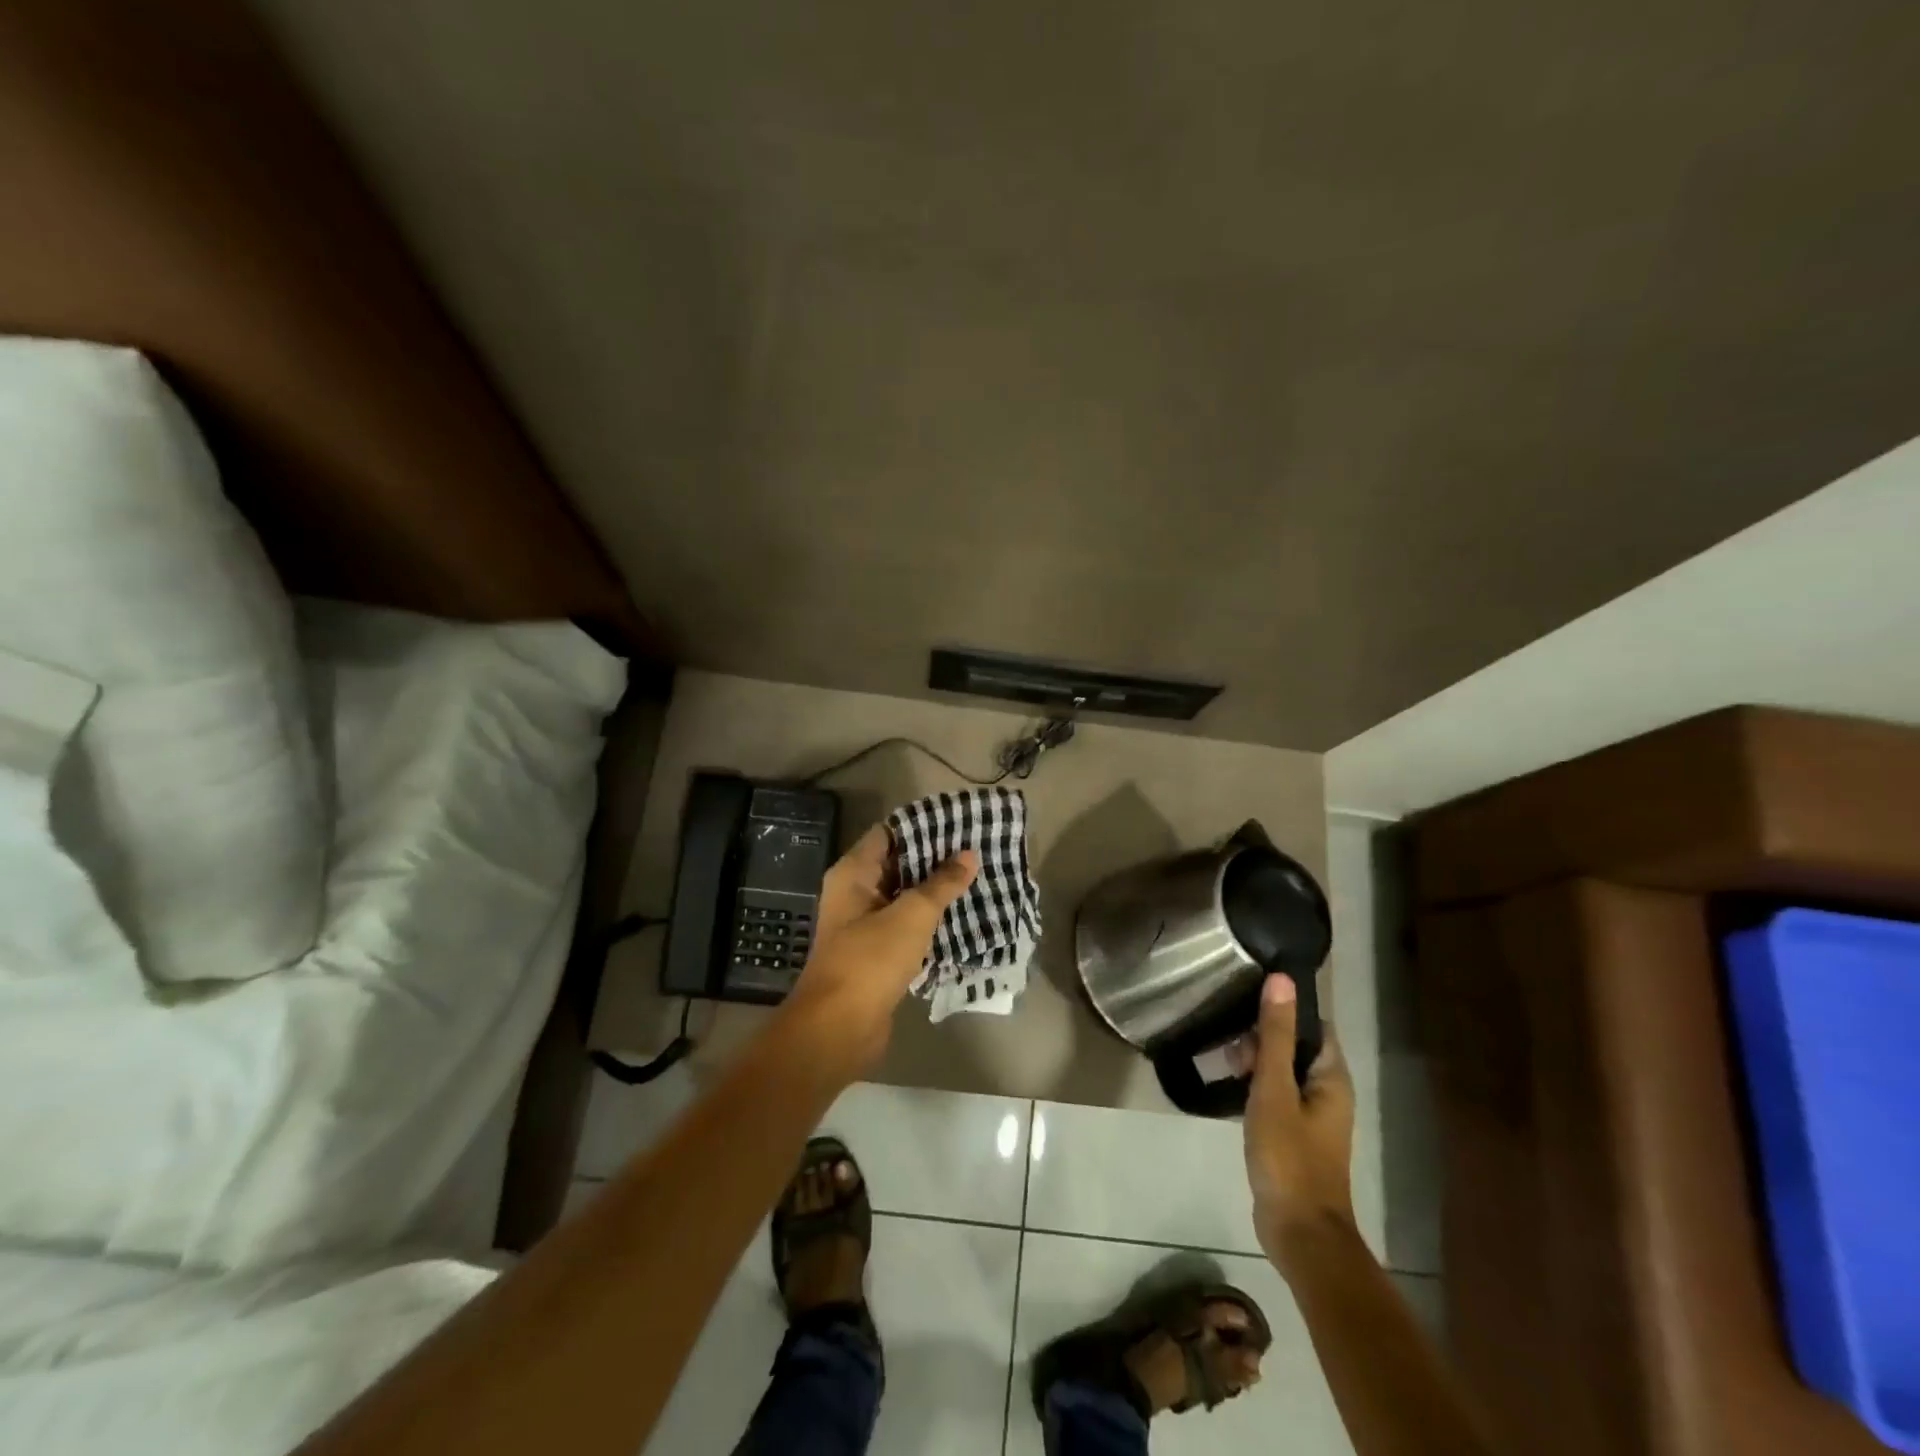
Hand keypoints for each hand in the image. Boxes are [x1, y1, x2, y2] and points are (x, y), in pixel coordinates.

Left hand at [777, 824, 976, 1084]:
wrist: (838, 1029)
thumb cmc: (870, 961)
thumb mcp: (911, 915)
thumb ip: (941, 883)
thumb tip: (968, 854)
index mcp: (853, 874)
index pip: (888, 834)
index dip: (921, 826)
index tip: (958, 823)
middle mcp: (854, 894)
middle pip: (897, 865)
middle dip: (934, 859)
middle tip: (976, 851)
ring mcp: (864, 926)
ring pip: (904, 898)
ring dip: (934, 892)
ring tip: (976, 880)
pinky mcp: (876, 955)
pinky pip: (906, 928)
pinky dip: (929, 922)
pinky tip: (962, 918)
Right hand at [1241, 973, 1357, 1270]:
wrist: (1298, 1232)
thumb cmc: (1289, 1156)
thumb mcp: (1275, 1089)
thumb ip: (1275, 1035)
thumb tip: (1282, 979)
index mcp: (1331, 1077)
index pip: (1312, 1023)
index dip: (1283, 1006)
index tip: (1247, 995)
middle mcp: (1327, 1090)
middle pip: (1295, 1044)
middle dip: (1262, 1034)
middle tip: (1228, 1035)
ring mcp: (1310, 1114)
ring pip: (1281, 1069)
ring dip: (1255, 1059)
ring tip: (1222, 1056)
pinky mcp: (1292, 1133)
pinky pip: (1274, 1093)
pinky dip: (1254, 1083)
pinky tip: (1227, 1083)